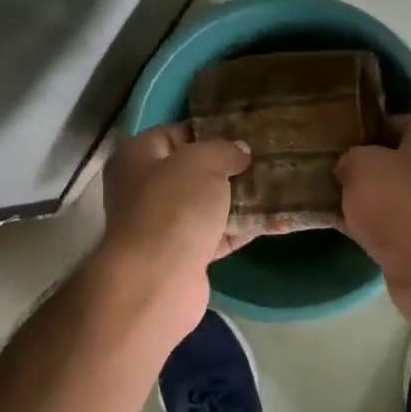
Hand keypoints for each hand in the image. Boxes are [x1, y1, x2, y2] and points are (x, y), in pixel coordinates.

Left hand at [97, 124, 251, 341]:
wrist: (158, 280)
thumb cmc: (174, 207)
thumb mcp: (202, 162)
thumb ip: (224, 149)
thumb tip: (239, 150)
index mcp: (136, 157)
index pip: (173, 134)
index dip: (208, 131)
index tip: (243, 133)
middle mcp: (143, 190)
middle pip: (191, 172)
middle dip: (227, 167)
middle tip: (265, 159)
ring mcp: (162, 226)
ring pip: (204, 205)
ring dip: (236, 199)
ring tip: (274, 186)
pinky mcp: (182, 257)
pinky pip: (214, 236)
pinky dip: (238, 230)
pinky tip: (270, 220)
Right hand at [334, 116, 410, 323]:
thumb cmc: (399, 201)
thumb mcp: (360, 165)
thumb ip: (350, 158)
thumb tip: (348, 166)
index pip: (401, 121)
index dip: (372, 126)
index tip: (345, 137)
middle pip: (399, 159)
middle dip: (369, 165)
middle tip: (335, 169)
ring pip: (395, 194)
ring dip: (370, 198)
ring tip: (335, 198)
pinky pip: (393, 225)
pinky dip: (373, 225)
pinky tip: (346, 226)